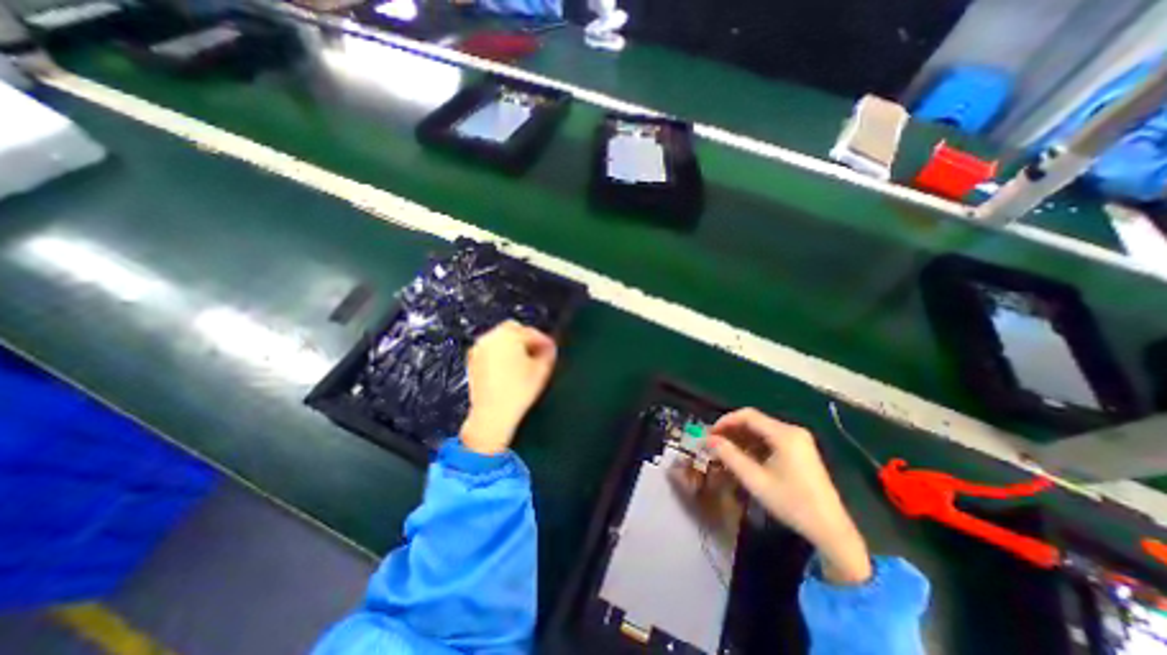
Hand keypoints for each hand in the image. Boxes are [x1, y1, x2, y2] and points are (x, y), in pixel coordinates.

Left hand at [461, 320, 555, 455]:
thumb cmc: (517, 392)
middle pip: (512, 329)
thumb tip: (549, 347)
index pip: (531, 331)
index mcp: (508, 335)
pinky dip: (500, 355)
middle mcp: (491, 337)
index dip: (544, 340)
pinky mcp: (472, 361)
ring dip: (512, 346)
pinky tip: (508, 370)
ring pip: (500, 339)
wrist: (492, 415)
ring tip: (523, 362)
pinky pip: (490, 350)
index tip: (550, 348)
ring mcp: (479, 349)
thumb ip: (549, 352)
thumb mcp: (542, 370)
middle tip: (537, 352)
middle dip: (525, 339)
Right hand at [706, 408, 870, 583]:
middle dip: (732, 430)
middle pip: (754, 421)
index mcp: (784, 434)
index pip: (748, 415)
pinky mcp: (800, 450)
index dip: (725, 421)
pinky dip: (754, 444)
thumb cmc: (791, 503)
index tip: (710, 434)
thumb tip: (709, 439)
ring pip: (761, 430)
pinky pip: (771, 439)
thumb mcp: (755, 480)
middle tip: (714, 443)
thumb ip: (730, 456)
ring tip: (725, 452)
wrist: (831, 530)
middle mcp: (792, 431)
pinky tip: (744, 458)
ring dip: (741, 438)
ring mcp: (799, 440)